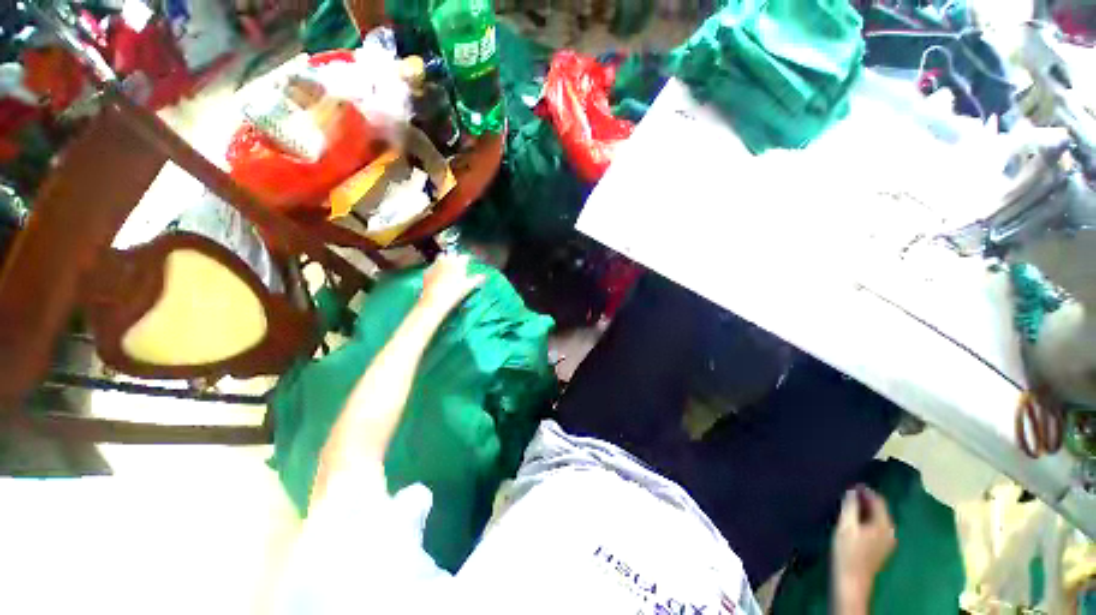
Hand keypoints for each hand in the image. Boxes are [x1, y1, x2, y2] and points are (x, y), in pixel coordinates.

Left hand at [417, 254, 485, 318]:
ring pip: (441, 258)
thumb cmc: (454, 293)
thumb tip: (484, 276)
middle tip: (458, 265)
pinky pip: (433, 266)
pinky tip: (438, 276)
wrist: (435, 300)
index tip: (470, 261)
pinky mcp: (427, 271)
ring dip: (445, 260)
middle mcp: (446, 260)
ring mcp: (435, 264)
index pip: (465, 256)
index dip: (468, 259)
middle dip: (455, 257)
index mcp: (457, 262)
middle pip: (451, 254)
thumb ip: (477, 279)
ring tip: (448, 268)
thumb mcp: (468, 286)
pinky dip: (437, 269)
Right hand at [832, 486, 895, 607]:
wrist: (851, 582)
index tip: (851, 483)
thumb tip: (852, 490)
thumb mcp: (846, 526)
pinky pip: (876, 528)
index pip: (878, 500)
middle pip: (880, 510)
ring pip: (878, 519)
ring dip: (865, 511)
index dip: (865, 490)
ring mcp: (887, 542)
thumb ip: (850, 506)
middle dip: (865, 500)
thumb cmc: (847, 552)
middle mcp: (891, 532)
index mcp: (884, 525)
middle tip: (848, 492)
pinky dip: (866, 520)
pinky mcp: (881, 549)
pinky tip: (854, 521)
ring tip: (849, 505)